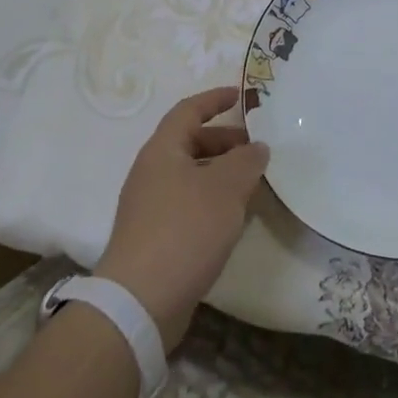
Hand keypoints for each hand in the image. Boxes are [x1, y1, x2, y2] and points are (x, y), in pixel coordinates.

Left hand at [96, 86, 268, 348]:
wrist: (140, 301)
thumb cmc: (184, 230)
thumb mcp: (226, 188)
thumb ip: (247, 161)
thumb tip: (257, 148)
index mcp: (162, 150)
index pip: (188, 110)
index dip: (214, 99)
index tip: (240, 96)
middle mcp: (151, 172)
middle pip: (190, 143)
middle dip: (225, 141)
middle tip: (257, 149)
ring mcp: (149, 206)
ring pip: (191, 176)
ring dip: (222, 174)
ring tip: (253, 184)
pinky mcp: (154, 237)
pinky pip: (188, 204)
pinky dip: (213, 201)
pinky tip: (234, 218)